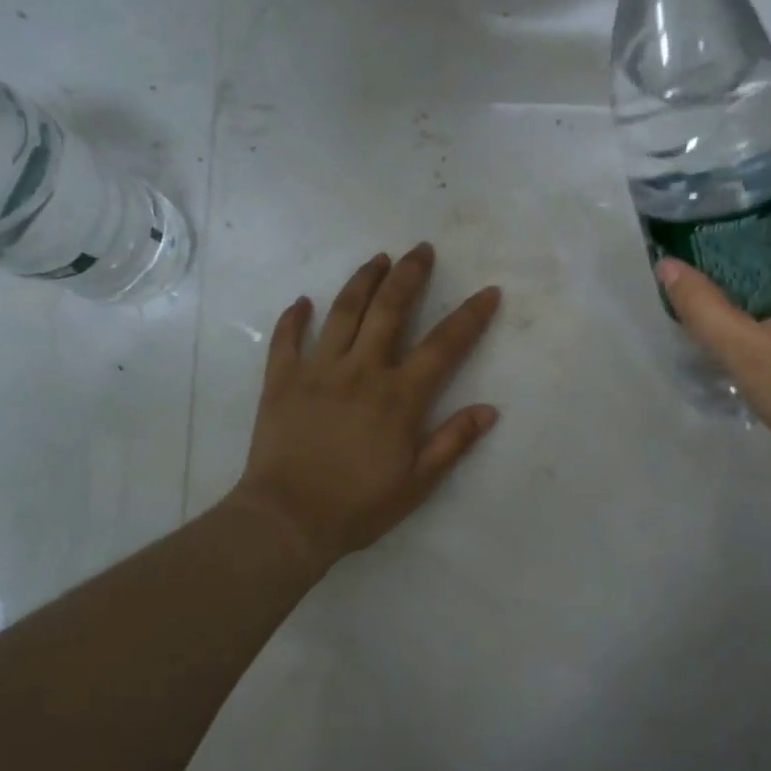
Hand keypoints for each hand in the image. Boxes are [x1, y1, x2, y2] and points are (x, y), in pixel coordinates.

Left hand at [228, 243, 501, 570]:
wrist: (287, 520)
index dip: (470, 316)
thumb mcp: (417, 483)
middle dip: (409, 275)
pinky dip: (294, 318)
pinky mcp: (281, 380)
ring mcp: (318, 370)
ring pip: (343, 312)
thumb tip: (489, 409)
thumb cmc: (358, 506)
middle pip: (389, 310)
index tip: (488, 291)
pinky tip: (302, 301)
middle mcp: (361, 371)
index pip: (444, 346)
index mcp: (399, 396)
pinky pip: (287, 340)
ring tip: (378, 259)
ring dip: (363, 280)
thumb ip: (453, 442)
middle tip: (421, 249)